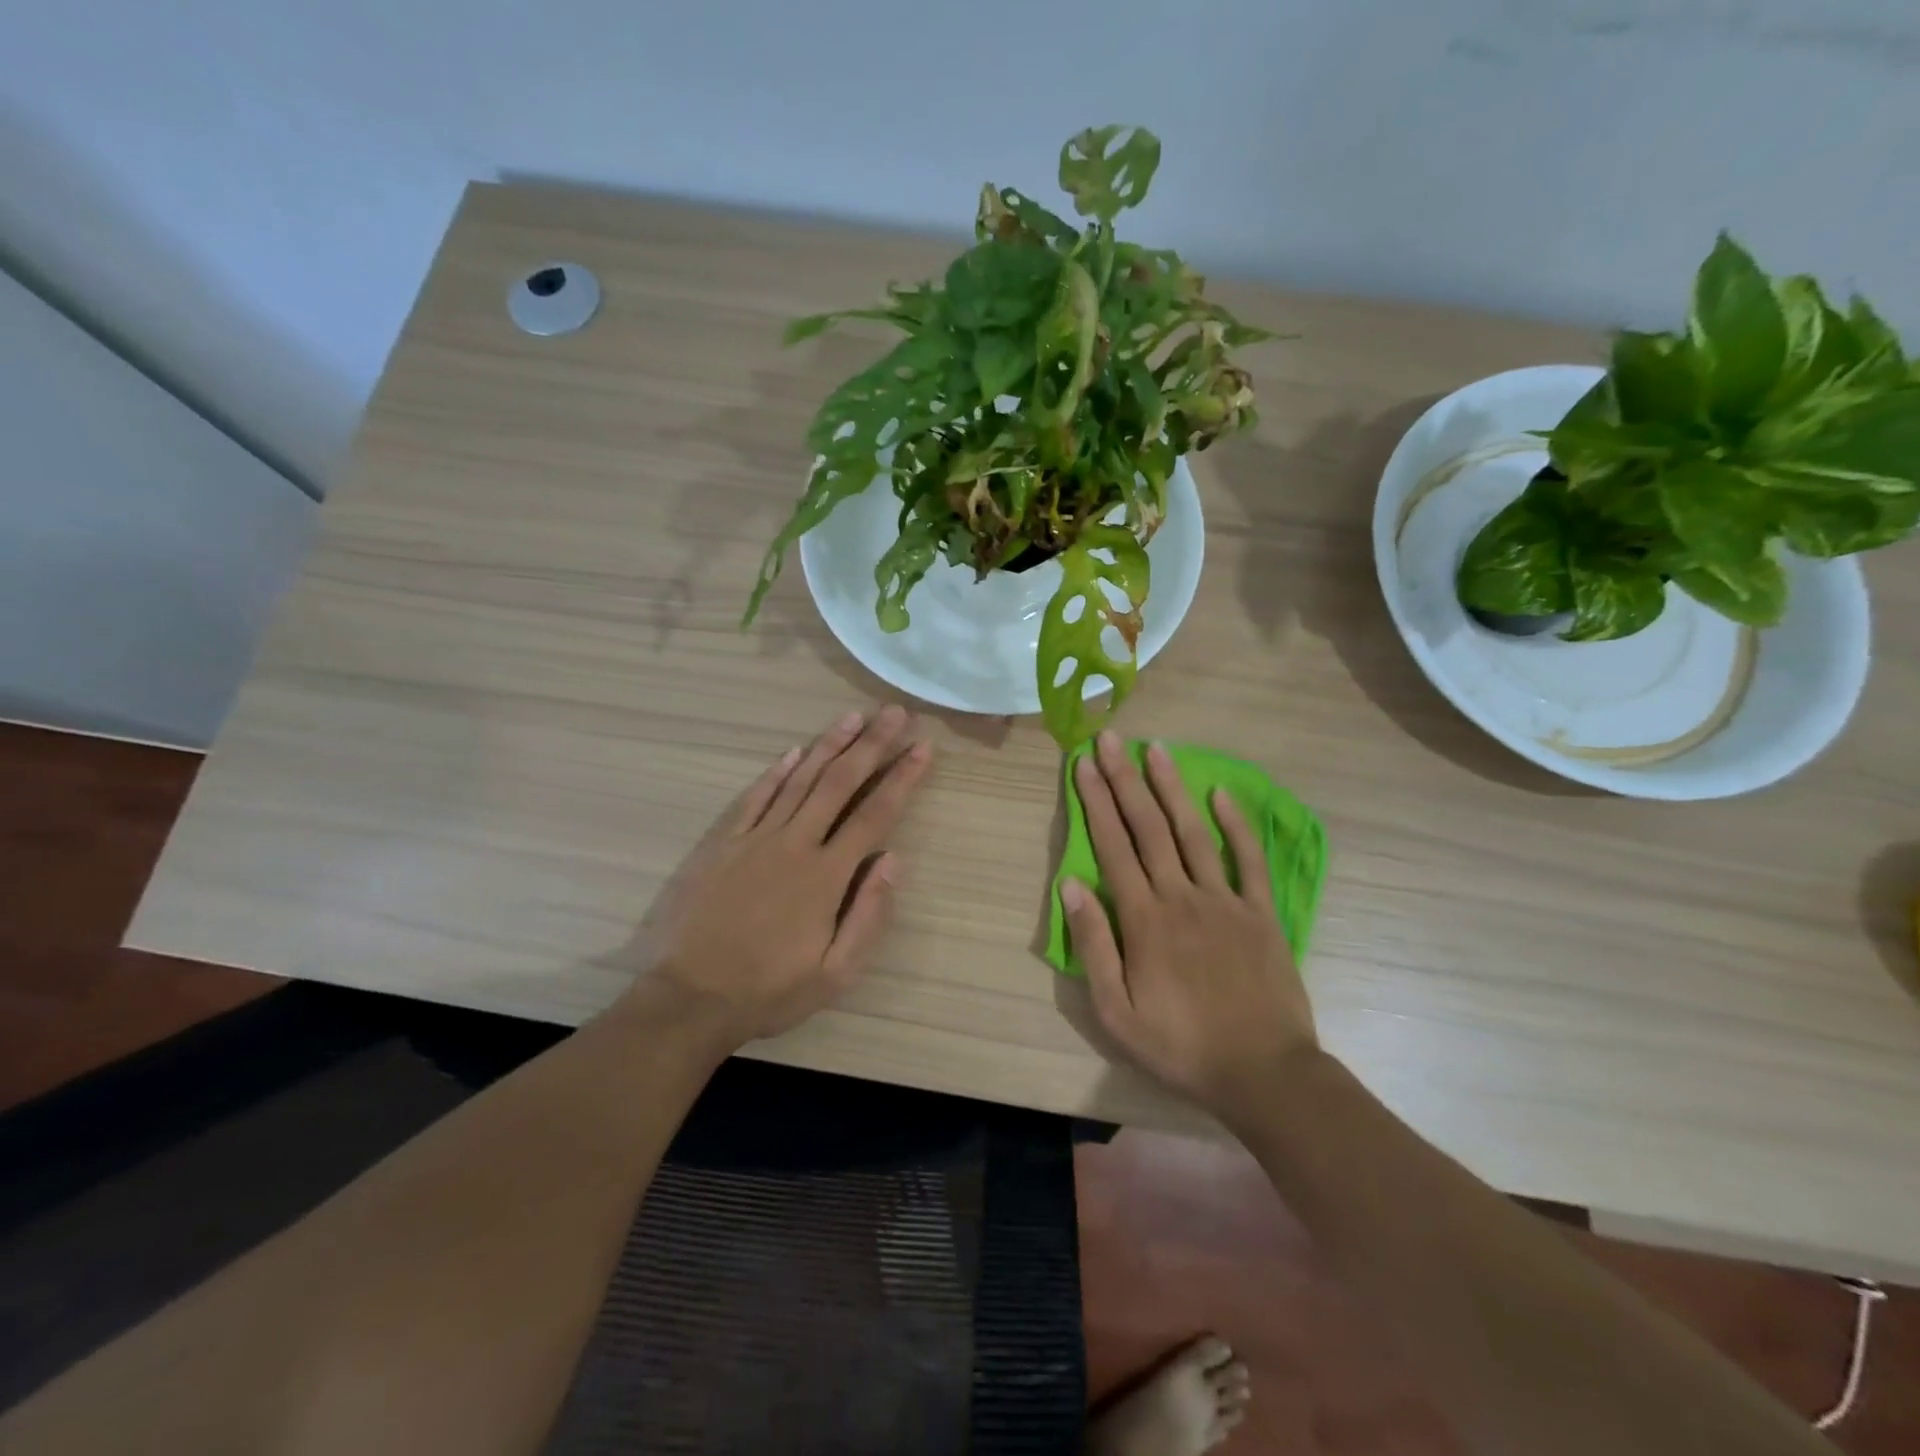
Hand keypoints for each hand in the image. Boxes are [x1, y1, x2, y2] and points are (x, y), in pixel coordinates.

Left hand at [631, 705, 931, 1047]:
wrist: (687, 999)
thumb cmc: (767, 991)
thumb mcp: (835, 974)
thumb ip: (868, 915)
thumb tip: (894, 861)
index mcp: (826, 876)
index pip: (875, 815)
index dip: (902, 779)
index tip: (922, 748)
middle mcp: (794, 845)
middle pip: (840, 784)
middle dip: (871, 745)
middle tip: (894, 713)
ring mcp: (754, 839)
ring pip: (799, 780)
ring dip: (830, 746)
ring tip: (854, 716)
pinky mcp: (721, 844)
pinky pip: (754, 797)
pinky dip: (776, 772)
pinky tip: (794, 751)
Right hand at [1061, 732, 1317, 1116]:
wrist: (1264, 1072)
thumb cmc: (1181, 1046)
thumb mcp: (1117, 1012)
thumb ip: (1094, 946)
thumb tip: (1072, 886)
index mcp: (1145, 920)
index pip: (1113, 847)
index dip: (1096, 802)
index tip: (1084, 765)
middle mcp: (1182, 896)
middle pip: (1148, 828)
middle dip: (1126, 780)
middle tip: (1111, 739)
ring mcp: (1226, 901)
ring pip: (1193, 832)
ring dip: (1172, 788)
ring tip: (1156, 749)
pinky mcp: (1261, 913)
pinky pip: (1247, 860)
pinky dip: (1236, 824)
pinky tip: (1221, 794)